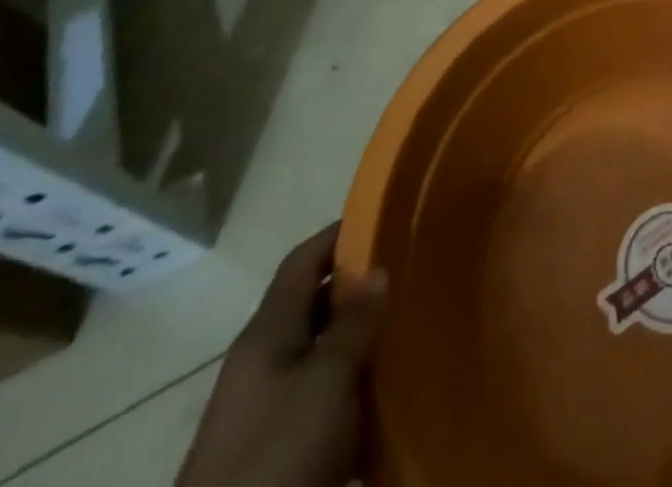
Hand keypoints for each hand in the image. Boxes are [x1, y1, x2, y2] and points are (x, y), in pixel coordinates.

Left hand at [177, 225, 387, 486]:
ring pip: (320, 353)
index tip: (384, 217)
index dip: (339, 234)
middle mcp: (262, 361)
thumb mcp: (325, 382)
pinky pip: (321, 398)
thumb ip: (354, 324)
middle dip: (359, 287)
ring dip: (359, 340)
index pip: (302, 262)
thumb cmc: (276, 455)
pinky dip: (352, 388)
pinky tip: (386, 393)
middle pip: (313, 305)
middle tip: (409, 272)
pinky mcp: (275, 448)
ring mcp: (265, 407)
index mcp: (266, 334)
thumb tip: (376, 270)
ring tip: (407, 327)